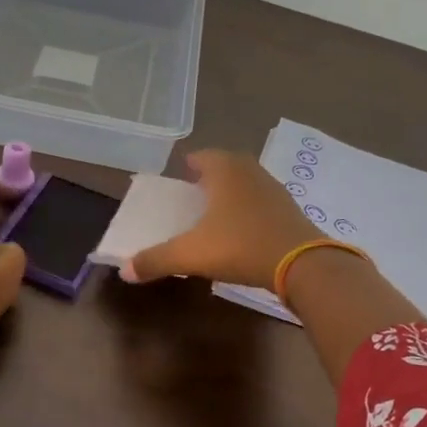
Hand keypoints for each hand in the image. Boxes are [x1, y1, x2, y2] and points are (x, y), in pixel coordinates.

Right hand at [123, 149, 318, 289]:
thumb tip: (125, 270)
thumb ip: (157, 260)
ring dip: (232, 192)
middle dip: (211, 176)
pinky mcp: (290, 210)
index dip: (189, 165)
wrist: (302, 264)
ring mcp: (274, 189)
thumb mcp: (192, 254)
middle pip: (226, 165)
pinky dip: (250, 209)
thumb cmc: (241, 246)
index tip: (179, 178)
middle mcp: (250, 171)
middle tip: (196, 193)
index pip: (202, 156)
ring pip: (247, 182)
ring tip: (217, 212)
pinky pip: (263, 201)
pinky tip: (244, 231)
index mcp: (225, 170)